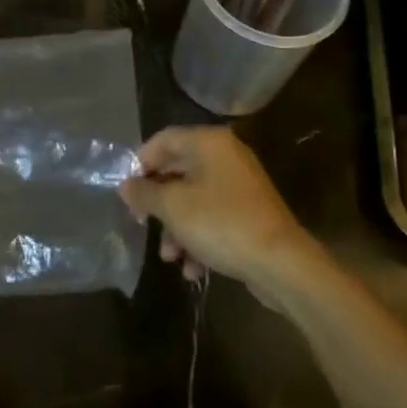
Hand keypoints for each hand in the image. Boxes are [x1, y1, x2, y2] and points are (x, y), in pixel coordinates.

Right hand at [118, 126, 312, 288]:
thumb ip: (145, 193)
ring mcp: (239, 185)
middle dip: (158, 203)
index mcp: (208, 143)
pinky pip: (213, 218)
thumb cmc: (220, 224)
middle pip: (178, 171)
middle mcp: (225, 156)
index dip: (140, 162)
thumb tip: (125, 185)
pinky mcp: (249, 213)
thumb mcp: (173, 208)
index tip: (126, 190)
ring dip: (176, 228)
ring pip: (194, 199)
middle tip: (141, 222)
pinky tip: (193, 268)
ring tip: (169, 257)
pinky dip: (199, 238)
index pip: (163, 139)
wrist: (281, 263)